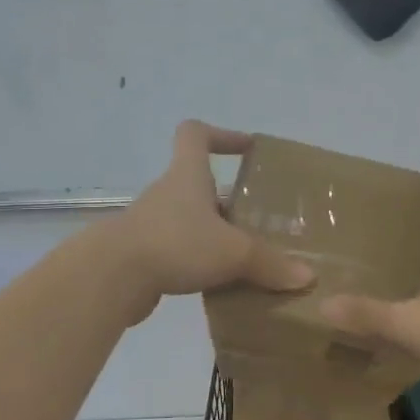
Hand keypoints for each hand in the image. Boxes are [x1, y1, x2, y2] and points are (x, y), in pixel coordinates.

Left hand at [108, 121, 313, 322]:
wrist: (112, 277)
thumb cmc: (176, 244)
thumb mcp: (233, 253)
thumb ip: (270, 264)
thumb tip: (307, 278)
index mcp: (187, 176)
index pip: (196, 134)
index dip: (221, 135)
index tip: (247, 148)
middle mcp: (168, 194)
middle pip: (199, 184)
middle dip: (229, 200)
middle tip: (260, 221)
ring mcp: (152, 225)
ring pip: (190, 221)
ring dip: (215, 234)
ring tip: (246, 258)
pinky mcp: (143, 256)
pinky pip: (179, 252)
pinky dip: (199, 263)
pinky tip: (220, 285)